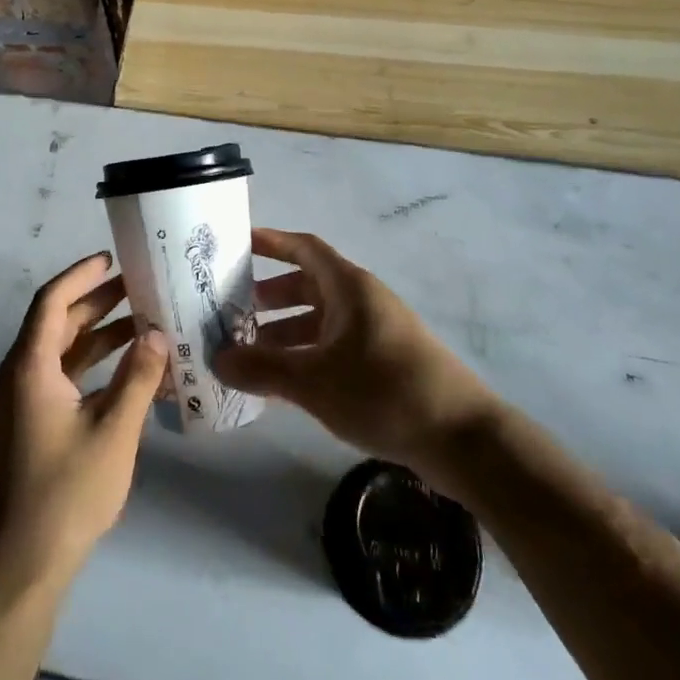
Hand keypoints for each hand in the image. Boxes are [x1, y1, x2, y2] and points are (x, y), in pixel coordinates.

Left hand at [0, 252, 168, 596]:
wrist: (15, 571)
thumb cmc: (65, 494)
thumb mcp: (114, 432)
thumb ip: (138, 378)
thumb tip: (157, 333)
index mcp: (28, 368)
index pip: (51, 302)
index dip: (81, 276)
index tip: (111, 259)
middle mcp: (15, 378)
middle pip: (55, 325)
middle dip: (95, 304)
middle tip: (137, 288)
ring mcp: (16, 407)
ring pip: (57, 355)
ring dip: (95, 338)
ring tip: (140, 326)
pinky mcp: (22, 431)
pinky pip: (56, 382)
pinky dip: (88, 370)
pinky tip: (123, 377)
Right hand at [215, 229, 491, 479]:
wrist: (462, 438)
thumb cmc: (384, 391)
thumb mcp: (314, 380)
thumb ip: (263, 368)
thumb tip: (218, 359)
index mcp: (348, 286)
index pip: (304, 248)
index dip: (271, 242)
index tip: (237, 244)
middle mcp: (362, 300)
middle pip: (308, 285)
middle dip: (270, 296)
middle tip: (233, 311)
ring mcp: (376, 331)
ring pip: (320, 320)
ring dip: (285, 331)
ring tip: (250, 353)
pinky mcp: (385, 362)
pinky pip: (334, 346)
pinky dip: (307, 355)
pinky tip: (285, 384)